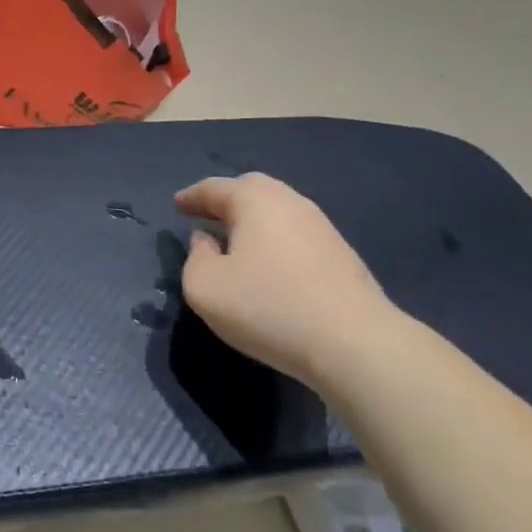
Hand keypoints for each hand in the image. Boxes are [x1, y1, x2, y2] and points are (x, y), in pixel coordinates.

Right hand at [176, 174, 402, 385]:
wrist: (354, 343)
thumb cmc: (268, 307)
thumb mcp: (205, 288)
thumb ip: (195, 258)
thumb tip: (206, 240)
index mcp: (254, 200)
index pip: (214, 188)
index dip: (191, 197)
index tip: (177, 205)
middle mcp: (290, 202)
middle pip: (251, 190)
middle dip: (225, 200)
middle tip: (206, 216)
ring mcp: (321, 226)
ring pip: (277, 211)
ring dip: (252, 221)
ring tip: (234, 242)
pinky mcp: (341, 254)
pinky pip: (295, 234)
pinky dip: (274, 240)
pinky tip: (268, 265)